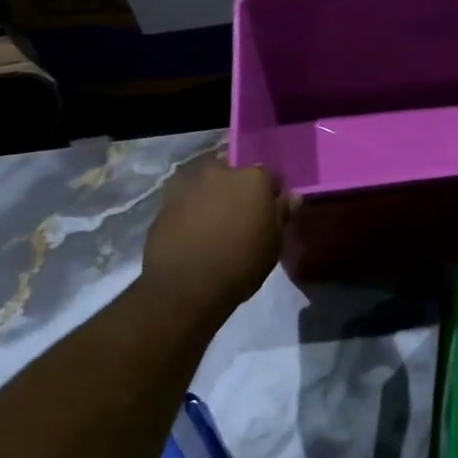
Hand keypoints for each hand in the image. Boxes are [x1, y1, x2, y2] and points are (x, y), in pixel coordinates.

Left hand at [140, 155, 290, 318]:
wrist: (185, 285)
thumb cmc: (241, 264)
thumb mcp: (273, 244)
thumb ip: (281, 214)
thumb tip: (292, 196)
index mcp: (253, 179)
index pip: (270, 176)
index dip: (271, 194)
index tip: (269, 212)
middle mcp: (220, 172)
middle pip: (234, 174)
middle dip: (238, 189)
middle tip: (240, 216)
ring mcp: (189, 184)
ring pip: (207, 184)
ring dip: (212, 196)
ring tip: (214, 224)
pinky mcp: (165, 201)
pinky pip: (186, 199)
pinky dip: (191, 209)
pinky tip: (193, 232)